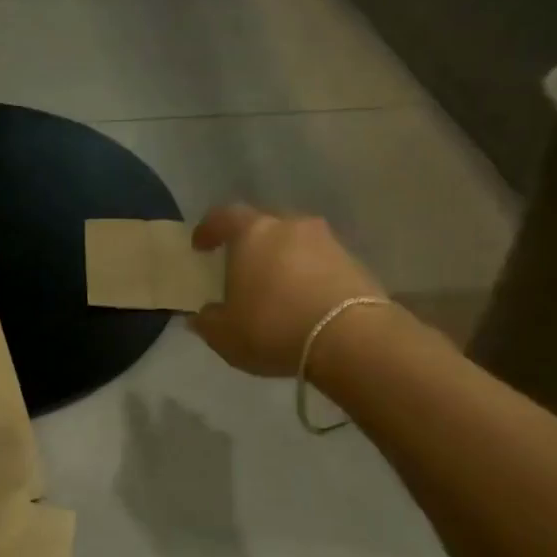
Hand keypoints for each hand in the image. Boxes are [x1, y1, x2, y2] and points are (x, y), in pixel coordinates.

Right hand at [191, 203, 385, 377]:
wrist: (351, 339)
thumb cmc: (273, 327)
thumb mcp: (224, 334)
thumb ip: (207, 321)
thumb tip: (202, 315)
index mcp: (252, 233)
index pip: (223, 217)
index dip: (208, 230)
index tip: (200, 246)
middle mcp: (290, 226)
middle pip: (264, 225)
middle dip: (250, 243)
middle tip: (241, 267)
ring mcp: (327, 241)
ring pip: (295, 242)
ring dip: (283, 259)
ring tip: (275, 287)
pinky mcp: (355, 262)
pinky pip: (321, 262)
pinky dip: (308, 274)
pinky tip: (303, 300)